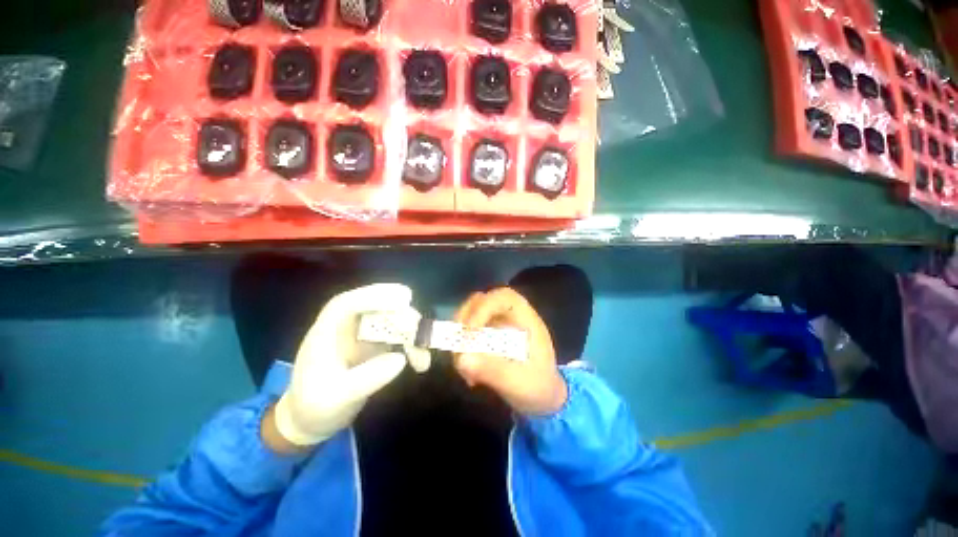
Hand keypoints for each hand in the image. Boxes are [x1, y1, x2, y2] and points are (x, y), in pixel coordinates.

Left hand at [271, 284, 427, 447]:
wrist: (311, 421)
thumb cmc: (314, 407)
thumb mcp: (336, 399)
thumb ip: (366, 379)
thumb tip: (400, 359)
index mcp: (327, 332)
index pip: (347, 304)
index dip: (373, 297)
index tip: (403, 299)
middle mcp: (347, 327)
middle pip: (377, 308)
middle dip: (402, 317)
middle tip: (421, 335)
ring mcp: (364, 334)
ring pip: (393, 320)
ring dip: (412, 334)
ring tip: (422, 360)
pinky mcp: (376, 344)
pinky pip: (399, 336)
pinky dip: (412, 346)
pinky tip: (420, 363)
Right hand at [453, 287, 567, 415]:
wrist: (542, 397)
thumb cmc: (539, 386)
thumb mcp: (520, 383)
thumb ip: (494, 371)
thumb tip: (462, 359)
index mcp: (525, 318)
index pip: (503, 297)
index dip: (483, 308)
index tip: (470, 332)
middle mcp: (509, 316)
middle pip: (481, 301)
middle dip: (464, 320)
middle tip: (457, 345)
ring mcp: (497, 325)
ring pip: (470, 316)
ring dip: (460, 337)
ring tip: (463, 365)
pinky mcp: (487, 337)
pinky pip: (467, 334)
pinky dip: (462, 350)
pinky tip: (468, 374)